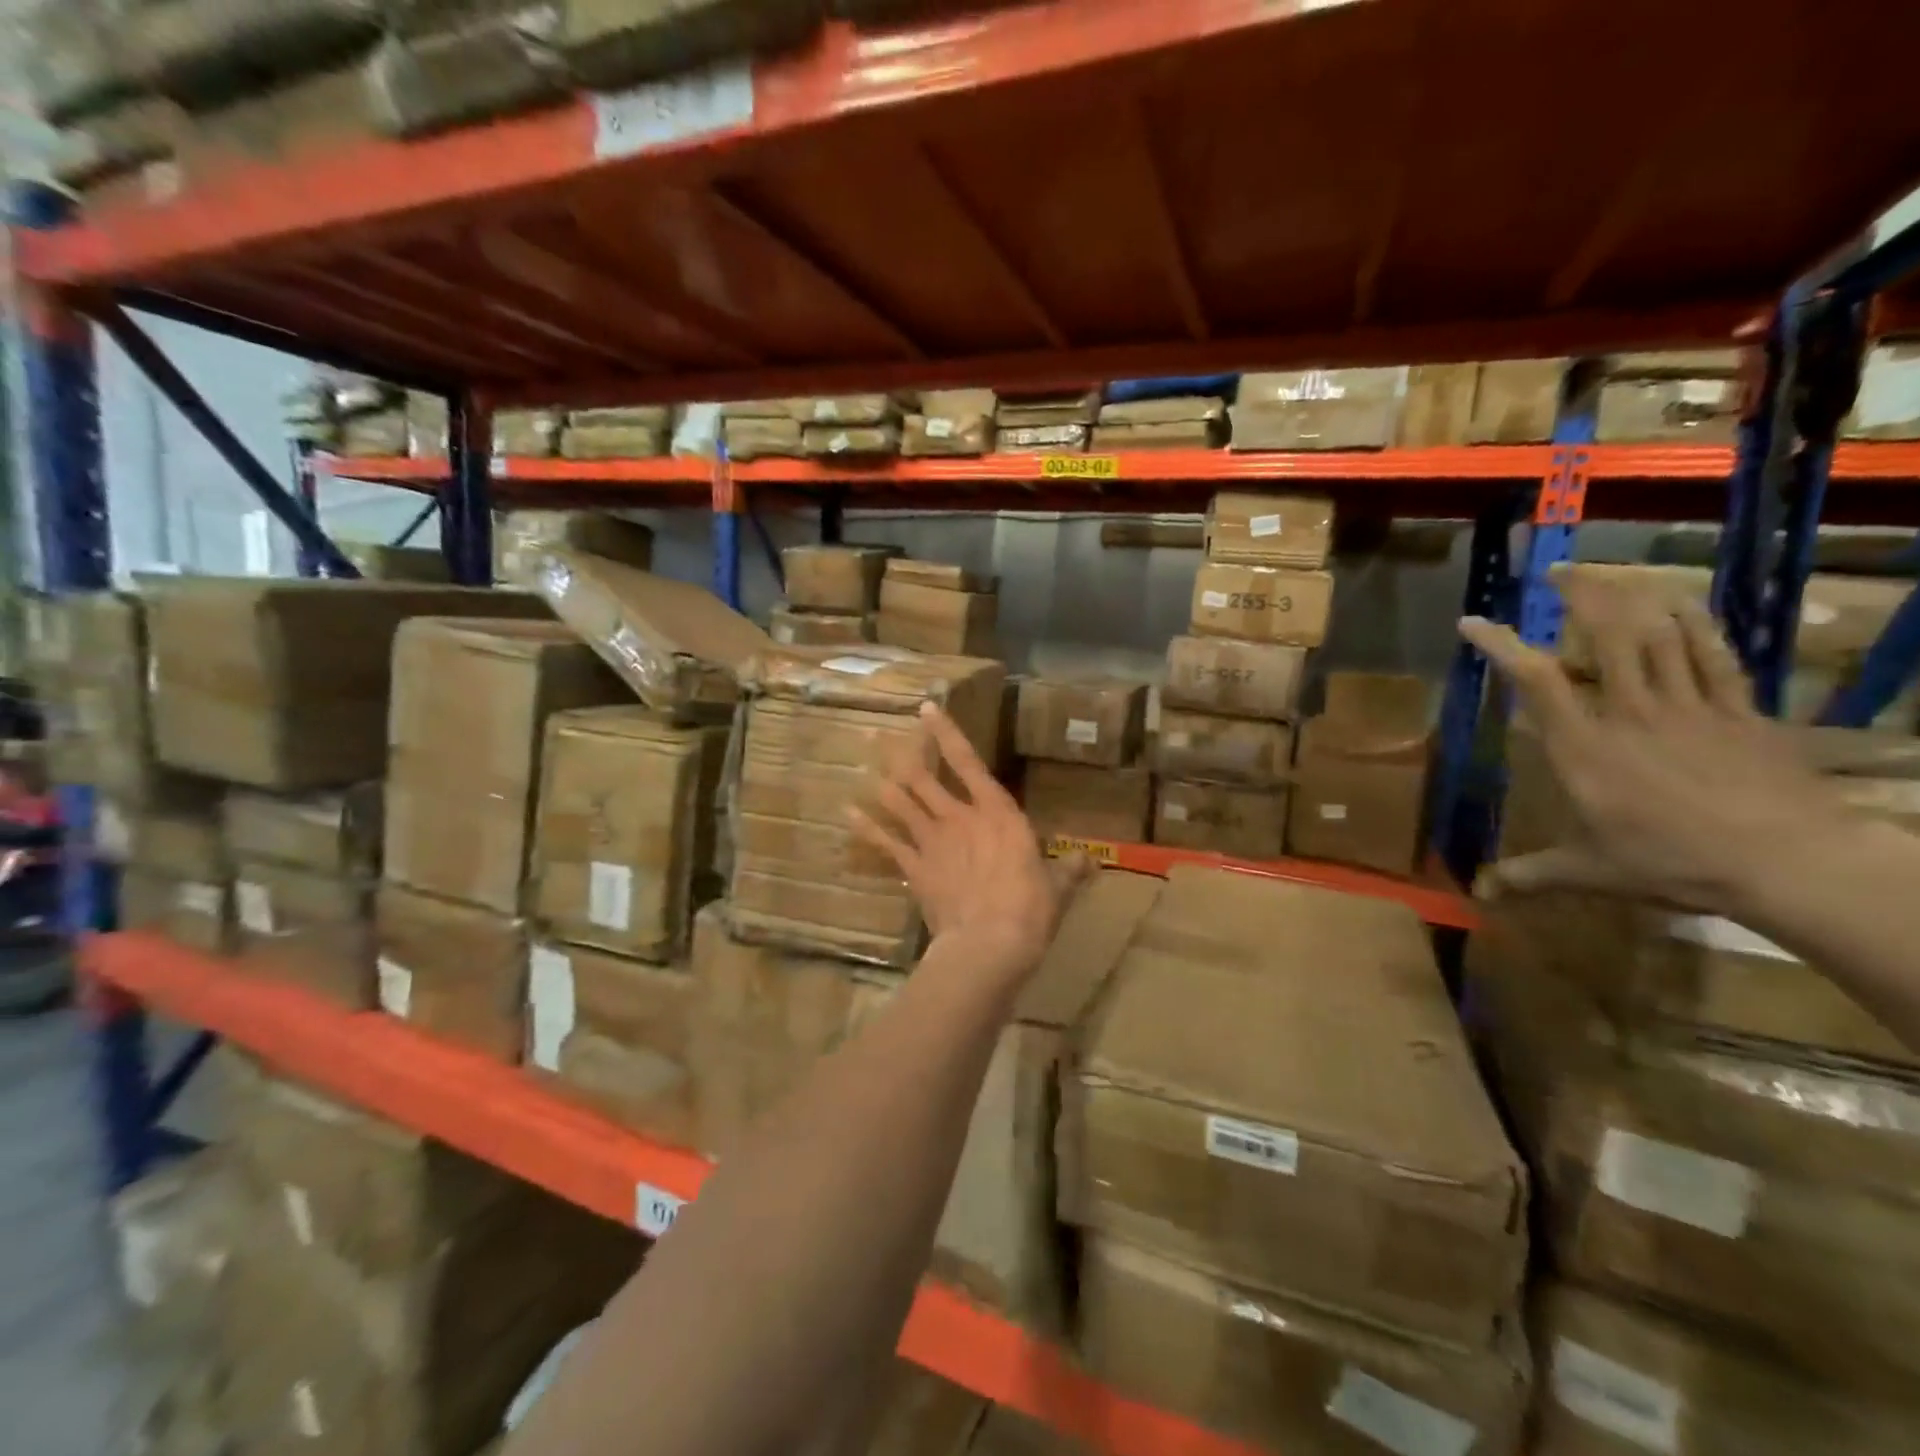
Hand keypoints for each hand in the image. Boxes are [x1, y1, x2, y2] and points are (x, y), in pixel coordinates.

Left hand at [850, 703, 1088, 979]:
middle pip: (923, 777)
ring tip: (867, 767)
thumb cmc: (1029, 909)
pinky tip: (848, 813)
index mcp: (997, 813)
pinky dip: (867, 827)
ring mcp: (932, 841)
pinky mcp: (915, 867)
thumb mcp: (1057, 887)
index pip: (968, 761)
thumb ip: (1070, 870)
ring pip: (901, 802)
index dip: (946, 732)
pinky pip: (886, 842)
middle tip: (875, 733)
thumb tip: (1091, 862)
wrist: (989, 943)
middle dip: (901, 753)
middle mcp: (959, 817)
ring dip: (884, 784)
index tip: (925, 709)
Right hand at [1461, 577, 1846, 914]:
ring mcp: (1689, 706)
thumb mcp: (1590, 872)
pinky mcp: (1738, 711)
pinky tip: (1681, 602)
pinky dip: (1696, 622)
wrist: (1788, 863)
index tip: (1473, 622)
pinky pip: (1715, 653)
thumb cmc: (1673, 863)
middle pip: (1606, 636)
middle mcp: (1630, 713)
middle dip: (1581, 595)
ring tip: (1611, 574)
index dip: (1501, 645)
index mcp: (1584, 747)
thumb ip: (1531, 875)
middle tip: (1557, 572)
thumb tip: (1480, 892)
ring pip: (1659, 634)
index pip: (1535, 680)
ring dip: (1633, 597)